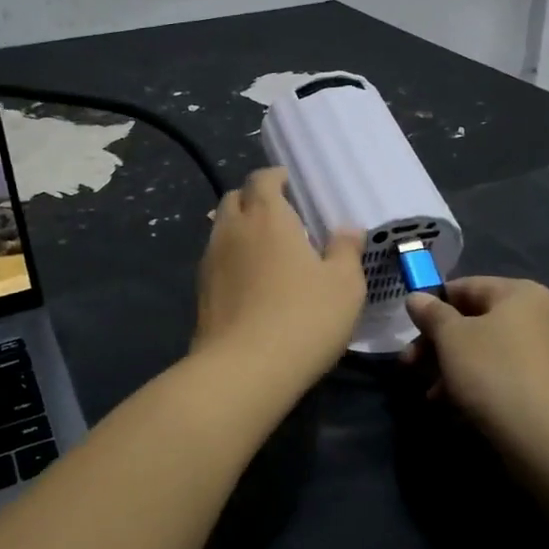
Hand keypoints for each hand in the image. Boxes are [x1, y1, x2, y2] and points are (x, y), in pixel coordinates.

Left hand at [192, 167, 365, 384]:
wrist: (244, 370)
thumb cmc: (304, 318)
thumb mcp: (344, 285)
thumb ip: (346, 250)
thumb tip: (347, 229)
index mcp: (267, 217)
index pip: (262, 179)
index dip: (274, 177)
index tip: (288, 184)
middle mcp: (232, 230)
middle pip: (234, 198)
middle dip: (253, 199)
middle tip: (278, 214)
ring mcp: (210, 261)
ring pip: (220, 229)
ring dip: (239, 229)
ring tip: (264, 249)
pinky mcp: (200, 292)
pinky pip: (216, 260)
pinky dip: (231, 259)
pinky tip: (250, 282)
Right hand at [404, 277, 548, 456]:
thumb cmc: (495, 372)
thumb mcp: (451, 338)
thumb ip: (431, 314)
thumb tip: (417, 298)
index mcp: (521, 294)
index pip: (466, 286)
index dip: (433, 305)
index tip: (409, 329)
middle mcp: (543, 317)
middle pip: (477, 322)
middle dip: (439, 345)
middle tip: (409, 366)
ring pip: (490, 353)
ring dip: (455, 370)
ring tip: (431, 396)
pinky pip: (509, 379)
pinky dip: (481, 388)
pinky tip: (459, 411)